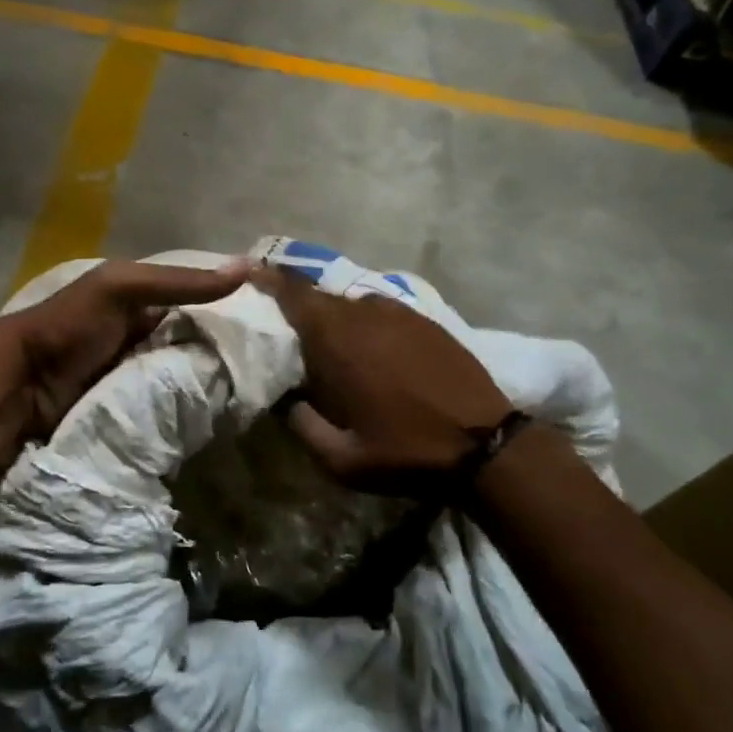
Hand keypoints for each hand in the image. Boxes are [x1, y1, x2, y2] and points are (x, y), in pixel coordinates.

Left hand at [0, 258, 250, 447]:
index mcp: (139, 302)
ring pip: (183, 377)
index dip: (227, 308)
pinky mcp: (131, 410)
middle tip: (268, 365)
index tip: (270, 323)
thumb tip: (248, 268)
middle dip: (222, 352)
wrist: (22, 384)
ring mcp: (135, 376)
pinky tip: (220, 414)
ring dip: (209, 384)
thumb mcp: (122, 288)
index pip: (195, 302)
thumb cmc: (71, 325)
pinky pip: (168, 406)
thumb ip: (179, 282)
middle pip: (192, 343)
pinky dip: (188, 408)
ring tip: (254, 393)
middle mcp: (140, 337)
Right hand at [253, 265, 513, 496]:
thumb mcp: (339, 458)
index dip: (265, 279)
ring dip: (330, 315)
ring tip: (323, 339)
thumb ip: (300, 423)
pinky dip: (362, 320)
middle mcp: (363, 314)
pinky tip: (366, 345)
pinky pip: (379, 310)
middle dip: (294, 303)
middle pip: (317, 295)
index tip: (246, 273)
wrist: (486, 446)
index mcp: (335, 339)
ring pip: (349, 302)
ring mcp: (398, 313)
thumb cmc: (405, 451)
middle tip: (280, 322)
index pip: (290, 293)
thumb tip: (282, 399)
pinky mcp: (424, 321)